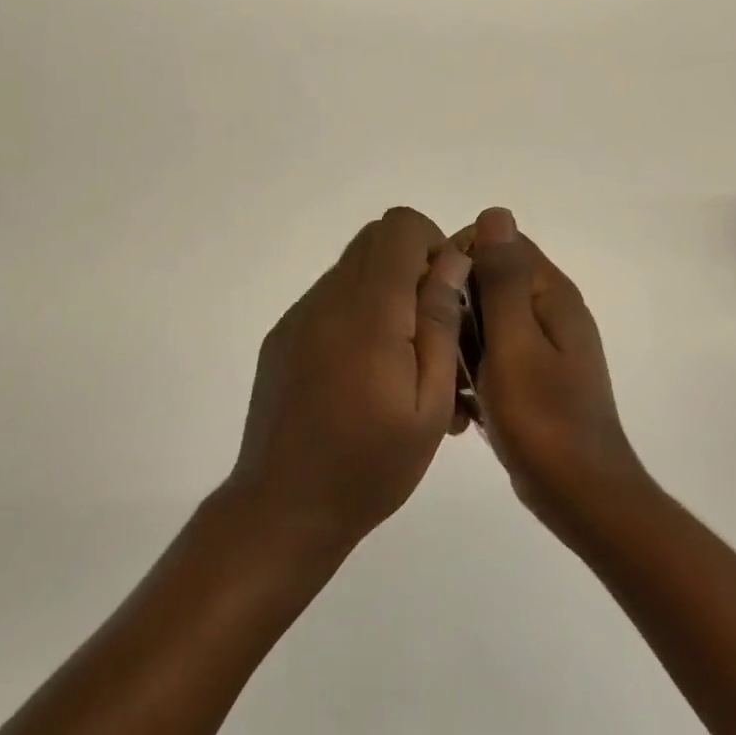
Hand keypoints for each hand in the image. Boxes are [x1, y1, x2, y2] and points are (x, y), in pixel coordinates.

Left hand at [229, 207, 471, 552]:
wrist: (284, 507)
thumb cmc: (370, 465)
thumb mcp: (427, 404)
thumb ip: (439, 322)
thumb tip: (452, 260)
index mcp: (368, 312)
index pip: (399, 227)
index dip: (432, 244)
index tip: (447, 292)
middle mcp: (327, 299)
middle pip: (374, 239)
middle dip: (413, 265)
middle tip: (432, 326)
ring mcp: (299, 315)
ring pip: (353, 269)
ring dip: (386, 292)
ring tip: (403, 360)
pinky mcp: (283, 335)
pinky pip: (330, 299)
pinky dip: (358, 313)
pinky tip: (366, 372)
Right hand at [464, 207, 647, 536]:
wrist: (581, 497)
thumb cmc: (542, 419)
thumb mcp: (513, 343)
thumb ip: (502, 278)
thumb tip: (496, 213)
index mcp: (551, 294)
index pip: (499, 241)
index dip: (461, 258)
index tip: (436, 296)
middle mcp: (551, 311)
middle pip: (491, 279)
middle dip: (458, 305)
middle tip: (439, 345)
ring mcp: (544, 346)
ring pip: (487, 319)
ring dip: (462, 342)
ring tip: (450, 381)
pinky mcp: (534, 376)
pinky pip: (494, 353)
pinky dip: (474, 370)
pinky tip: (463, 404)